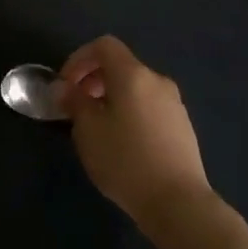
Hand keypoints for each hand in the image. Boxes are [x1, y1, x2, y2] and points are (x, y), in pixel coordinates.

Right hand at [57, 36, 215, 231]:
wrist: (178, 202)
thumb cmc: (125, 160)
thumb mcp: (88, 130)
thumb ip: (74, 102)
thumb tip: (64, 88)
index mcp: (133, 75)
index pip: (104, 46)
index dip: (79, 59)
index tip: (65, 85)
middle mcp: (157, 81)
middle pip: (121, 66)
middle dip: (93, 79)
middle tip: (77, 107)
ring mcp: (174, 104)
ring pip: (136, 88)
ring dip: (112, 97)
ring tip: (98, 128)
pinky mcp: (183, 127)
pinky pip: (149, 106)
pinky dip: (130, 111)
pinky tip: (123, 143)